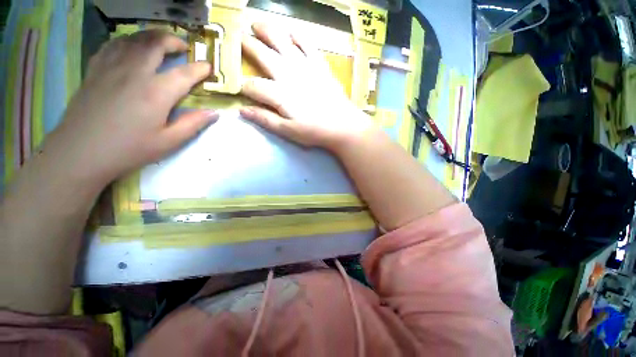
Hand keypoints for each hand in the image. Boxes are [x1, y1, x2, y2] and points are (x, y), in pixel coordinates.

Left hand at [45, 30, 217, 185]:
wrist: (81, 152)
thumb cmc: (129, 149)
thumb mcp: (168, 142)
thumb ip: (193, 124)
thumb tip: (214, 113)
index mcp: (156, 93)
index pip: (184, 74)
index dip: (199, 69)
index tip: (208, 66)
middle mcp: (135, 73)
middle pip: (155, 44)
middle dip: (172, 40)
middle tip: (182, 46)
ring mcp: (112, 68)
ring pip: (133, 39)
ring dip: (150, 36)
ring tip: (160, 41)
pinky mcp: (95, 70)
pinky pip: (113, 45)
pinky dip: (127, 41)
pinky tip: (131, 47)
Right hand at [239, 23, 372, 151]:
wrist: (342, 125)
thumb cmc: (314, 131)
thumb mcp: (288, 131)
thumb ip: (265, 119)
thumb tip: (242, 110)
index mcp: (280, 94)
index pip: (254, 86)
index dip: (244, 86)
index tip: (240, 87)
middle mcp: (289, 74)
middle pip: (264, 55)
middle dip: (249, 46)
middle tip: (240, 38)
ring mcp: (305, 67)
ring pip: (283, 42)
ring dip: (268, 31)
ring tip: (258, 24)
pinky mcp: (319, 65)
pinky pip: (307, 44)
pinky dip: (298, 35)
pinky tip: (291, 31)